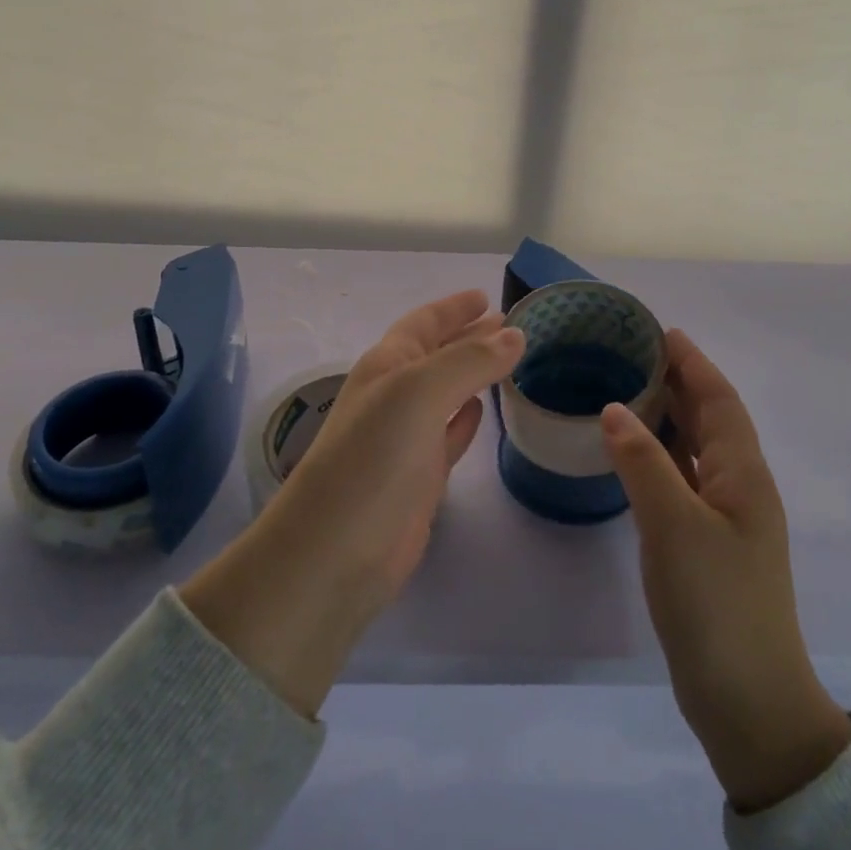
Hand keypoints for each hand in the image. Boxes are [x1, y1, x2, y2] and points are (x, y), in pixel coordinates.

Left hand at [182, 291, 523, 716]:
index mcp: (387, 364)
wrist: (335, 552)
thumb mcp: (418, 394)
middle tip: (510, 325)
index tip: (487, 297)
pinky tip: (483, 409)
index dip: (453, 308)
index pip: (424, 323)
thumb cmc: (372, 458)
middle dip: (469, 336)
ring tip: (508, 360)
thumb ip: (468, 361)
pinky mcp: (420, 476)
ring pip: (447, 392)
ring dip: (474, 373)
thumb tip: (515, 334)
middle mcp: (395, 394)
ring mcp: (406, 437)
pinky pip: (450, 433)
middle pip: (438, 354)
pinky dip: (467, 417)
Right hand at [600, 329, 850, 812]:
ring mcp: (726, 519)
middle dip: (680, 382)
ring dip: (670, 416)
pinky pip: (684, 479)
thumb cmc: (716, 603)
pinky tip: (634, 454)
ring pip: (697, 449)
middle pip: (711, 419)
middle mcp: (740, 488)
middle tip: (634, 353)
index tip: (661, 331)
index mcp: (744, 474)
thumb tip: (615, 408)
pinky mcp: (708, 545)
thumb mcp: (674, 525)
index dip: (694, 362)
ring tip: (628, 389)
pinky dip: (661, 455)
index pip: (719, 400)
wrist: (748, 700)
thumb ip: (643, 461)